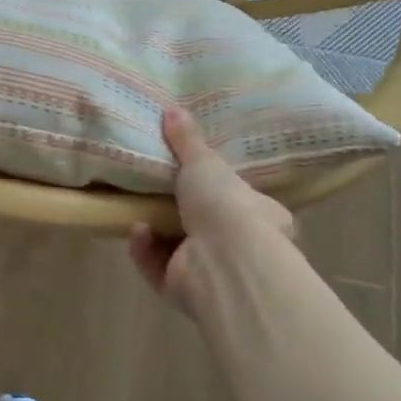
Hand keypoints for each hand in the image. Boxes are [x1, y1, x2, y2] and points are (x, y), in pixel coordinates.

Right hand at [129, 107, 294, 316]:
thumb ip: (187, 140)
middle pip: (206, 228)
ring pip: (178, 250)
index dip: (219, 190)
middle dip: (177, 210)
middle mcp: (242, 248)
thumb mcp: (206, 162)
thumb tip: (173, 108)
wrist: (224, 263)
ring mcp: (214, 274)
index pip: (244, 203)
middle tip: (154, 189)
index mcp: (262, 217)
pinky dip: (145, 250)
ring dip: (155, 229)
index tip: (193, 176)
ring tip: (137, 209)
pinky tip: (138, 232)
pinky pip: (157, 268)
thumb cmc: (228, 207)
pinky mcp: (185, 292)